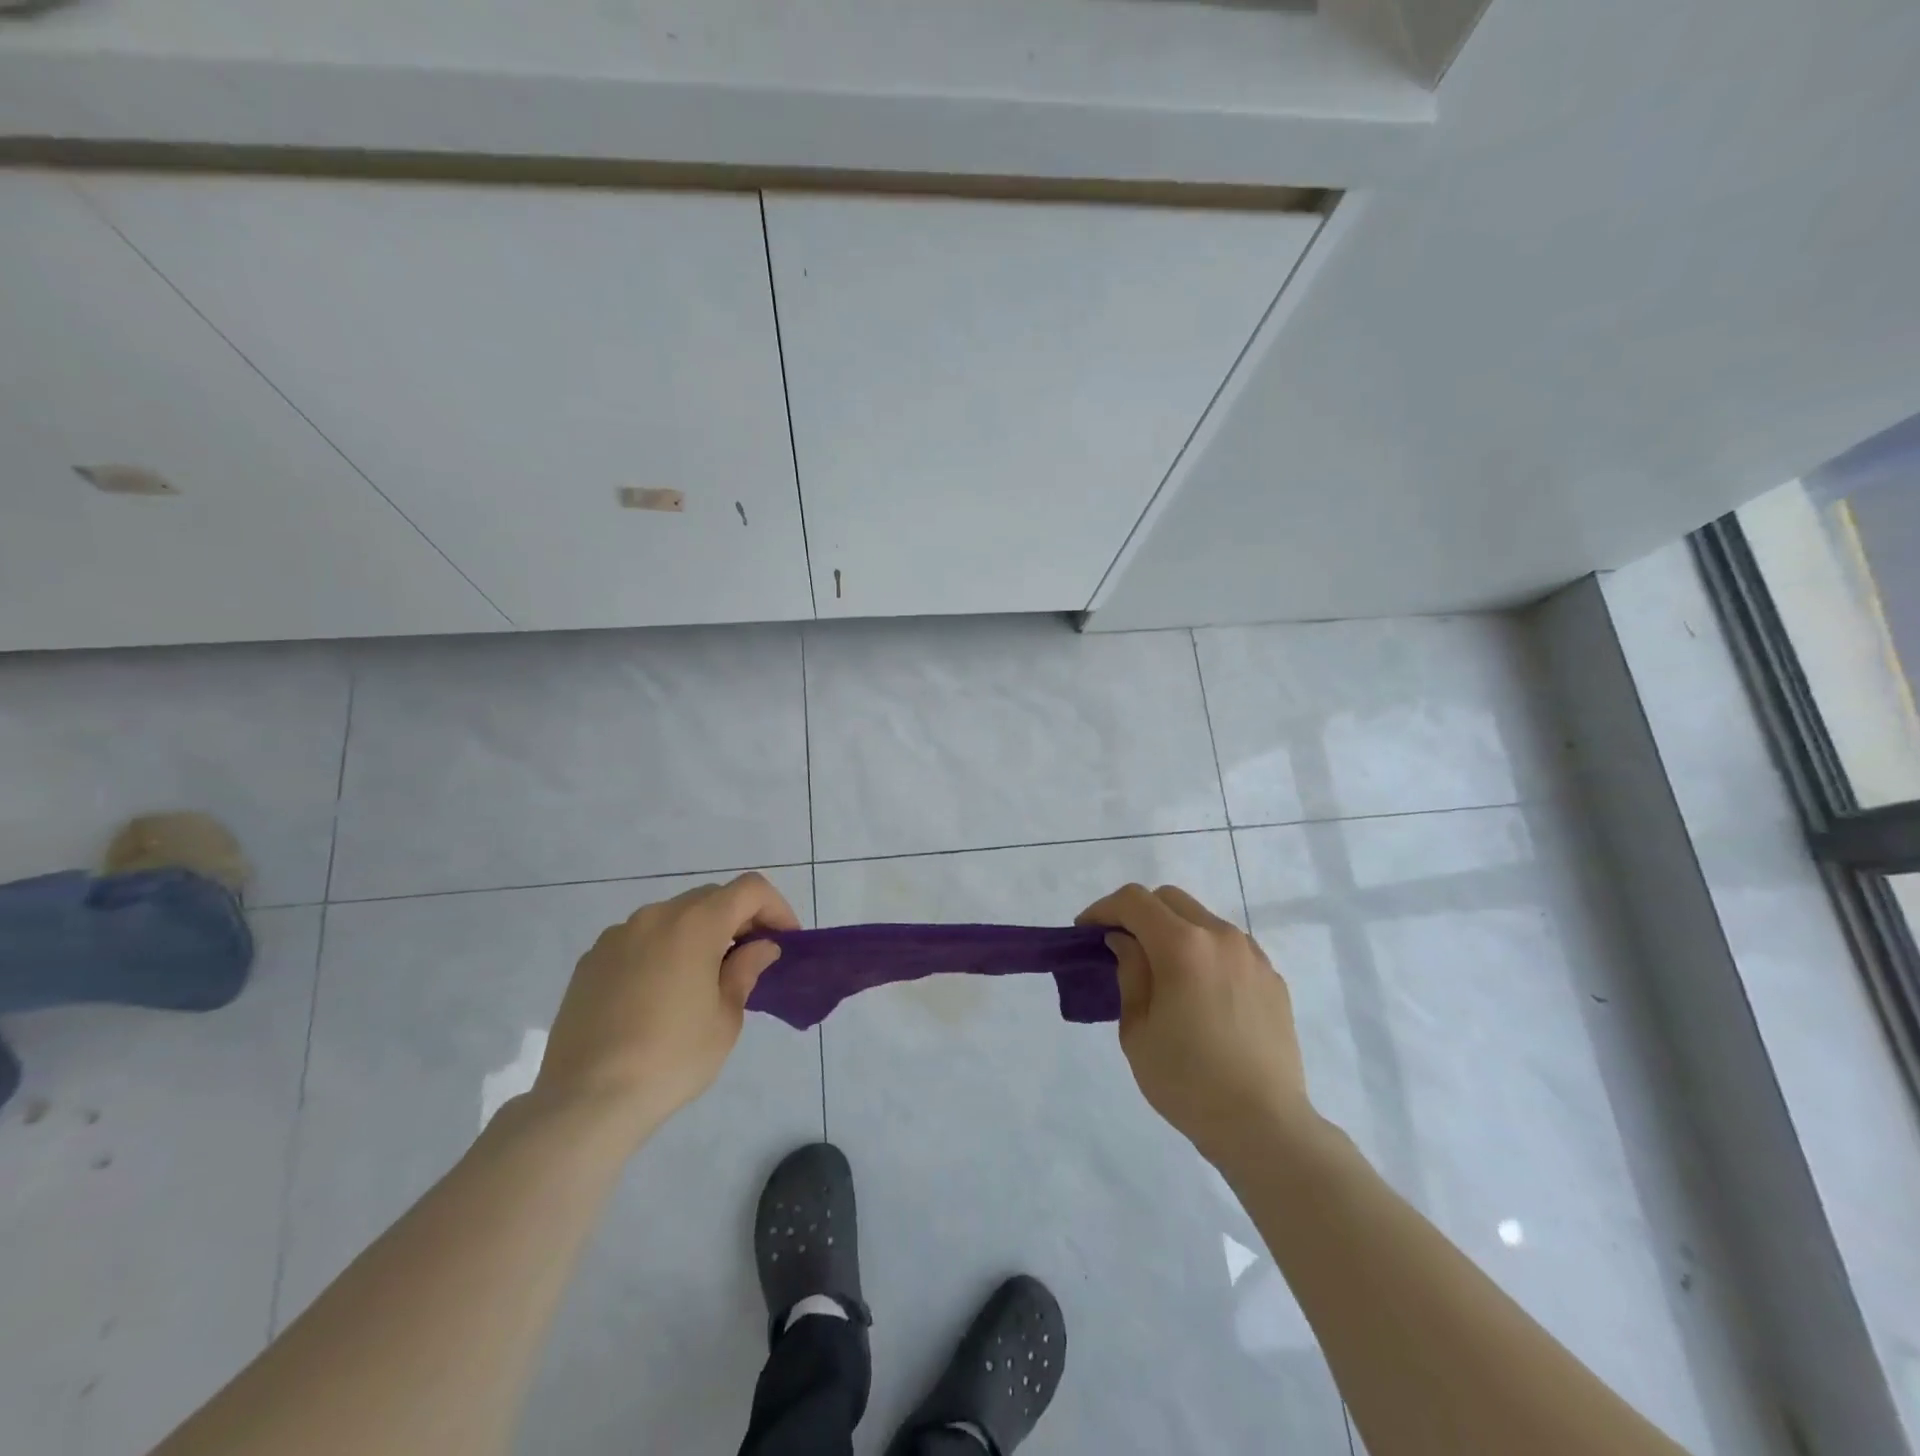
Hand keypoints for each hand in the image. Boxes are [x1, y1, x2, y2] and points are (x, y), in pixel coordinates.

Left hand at [536, 872, 799, 1134]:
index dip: (776, 908)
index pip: (750, 889)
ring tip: (704, 980)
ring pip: (673, 917)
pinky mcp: (590, 961)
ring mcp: (617, 936)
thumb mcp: (725, 1018)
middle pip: (711, 898)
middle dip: (739, 920)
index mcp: (695, 924)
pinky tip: (660, 996)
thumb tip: (760, 947)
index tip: (783, 942)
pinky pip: (640, 940)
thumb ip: (745, 971)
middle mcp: (655, 916)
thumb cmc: (671, 1058)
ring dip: (699, 934)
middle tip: (751, 959)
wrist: (585, 1100)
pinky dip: (662, 951)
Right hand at [1077, 883, 1314, 1162]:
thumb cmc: (1187, 1081)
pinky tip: (1199, 991)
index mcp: (1183, 945)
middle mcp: (1220, 937)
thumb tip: (1125, 942)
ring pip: (1202, 919)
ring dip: (1174, 930)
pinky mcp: (1272, 978)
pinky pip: (1229, 947)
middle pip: (1170, 899)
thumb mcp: (1137, 1029)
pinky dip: (1204, 952)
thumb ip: (1129, 973)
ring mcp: (1252, 956)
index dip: (1103, 909)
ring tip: (1161, 970)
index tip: (1086, 932)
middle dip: (1138, 913)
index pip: (1134, 901)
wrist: (1264, 1126)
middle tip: (1119, 945)